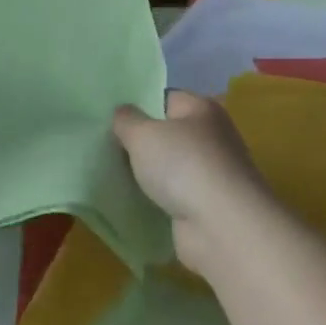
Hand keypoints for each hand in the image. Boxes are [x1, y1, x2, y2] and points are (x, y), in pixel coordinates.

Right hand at [113, 91, 272, 263]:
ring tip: (110, 174)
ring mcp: (211, 173)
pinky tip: (131, 201)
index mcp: (201, 109)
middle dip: (139, 142)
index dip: (137, 105)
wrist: (221, 226)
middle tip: (104, 147)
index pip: (164, 98)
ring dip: (145, 173)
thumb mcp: (142, 134)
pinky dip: (155, 198)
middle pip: (167, 133)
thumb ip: (126, 120)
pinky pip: (172, 194)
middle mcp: (212, 136)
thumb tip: (123, 114)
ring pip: (168, 166)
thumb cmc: (183, 166)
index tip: (110, 119)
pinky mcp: (207, 204)